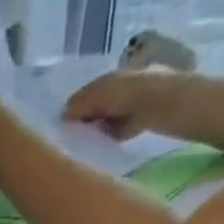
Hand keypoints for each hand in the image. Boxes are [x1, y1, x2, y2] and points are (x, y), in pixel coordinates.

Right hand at [62, 67, 179, 139]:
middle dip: (84, 120)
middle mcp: (119, 88)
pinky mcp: (134, 124)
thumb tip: (62, 113)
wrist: (160, 103)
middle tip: (69, 137)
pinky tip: (98, 147)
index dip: (75, 106)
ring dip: (94, 131)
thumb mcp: (100, 93)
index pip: (87, 92)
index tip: (63, 124)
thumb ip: (81, 102)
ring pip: (104, 120)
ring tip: (82, 145)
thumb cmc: (128, 92)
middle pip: (95, 107)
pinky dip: (107, 138)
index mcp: (110, 76)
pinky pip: (115, 133)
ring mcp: (127, 106)